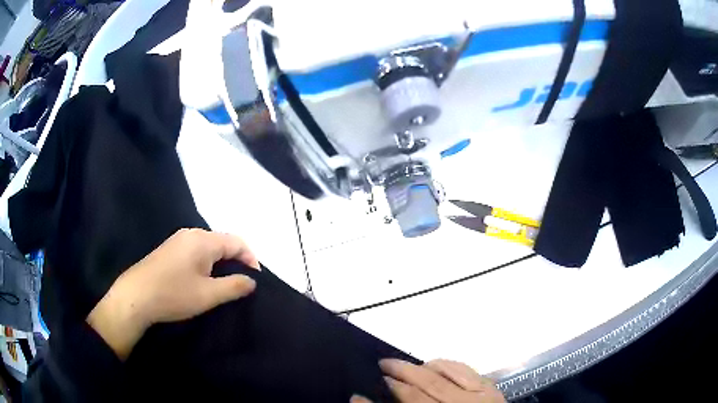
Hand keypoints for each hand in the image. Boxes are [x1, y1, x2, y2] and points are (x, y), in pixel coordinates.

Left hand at [87, 228, 258, 359]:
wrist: (136, 296)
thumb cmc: (174, 294)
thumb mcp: (208, 295)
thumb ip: (234, 286)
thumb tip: (252, 280)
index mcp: (203, 240)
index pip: (236, 242)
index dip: (251, 259)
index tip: (256, 280)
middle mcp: (191, 234)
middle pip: (222, 241)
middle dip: (236, 260)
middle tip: (242, 282)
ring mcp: (177, 240)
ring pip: (208, 247)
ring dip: (221, 262)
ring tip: (225, 283)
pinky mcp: (169, 250)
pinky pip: (195, 251)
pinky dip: (207, 263)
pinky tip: (203, 279)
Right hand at [352, 359, 505, 402]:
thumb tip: (362, 399)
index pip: (411, 401)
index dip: (388, 392)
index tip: (360, 391)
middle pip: (426, 386)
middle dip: (401, 373)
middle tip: (382, 363)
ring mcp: (479, 396)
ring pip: (445, 374)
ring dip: (421, 367)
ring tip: (404, 365)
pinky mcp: (490, 387)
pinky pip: (464, 368)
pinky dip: (445, 364)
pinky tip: (433, 365)